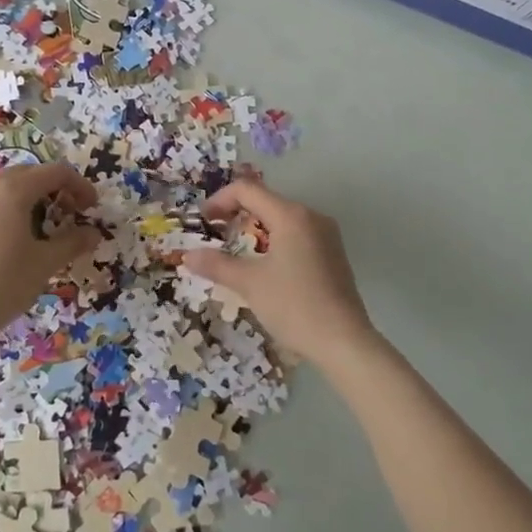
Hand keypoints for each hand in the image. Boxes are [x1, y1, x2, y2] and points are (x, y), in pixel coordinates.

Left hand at [0, 161, 99, 350]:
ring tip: (43, 227)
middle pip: (30, 174)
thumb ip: (72, 242)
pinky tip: (14, 238)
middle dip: (55, 189)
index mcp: (12, 190)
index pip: (55, 172)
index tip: (91, 208)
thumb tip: (93, 233)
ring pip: (7, 187)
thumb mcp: (45, 263)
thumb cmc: (4, 283)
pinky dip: (9, 209)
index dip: (79, 186)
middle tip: (70, 215)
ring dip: (31, 198)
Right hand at [181, 177, 380, 369]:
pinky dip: (274, 239)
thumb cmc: (294, 306)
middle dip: (236, 213)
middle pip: (266, 200)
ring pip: (282, 217)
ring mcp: (326, 234)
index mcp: (291, 215)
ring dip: (255, 227)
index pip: (247, 190)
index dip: (220, 200)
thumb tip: (187, 256)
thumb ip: (217, 265)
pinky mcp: (332, 253)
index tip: (203, 221)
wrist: (344, 342)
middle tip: (215, 234)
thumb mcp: (250, 284)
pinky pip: (296, 233)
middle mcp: (311, 216)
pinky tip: (265, 264)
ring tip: (235, 250)